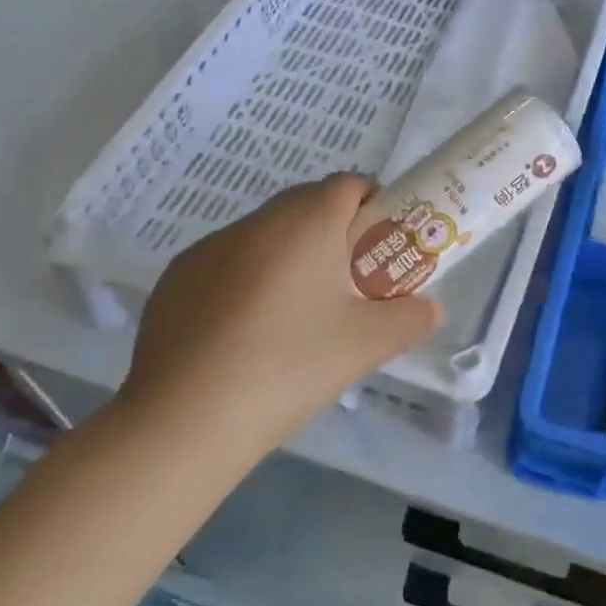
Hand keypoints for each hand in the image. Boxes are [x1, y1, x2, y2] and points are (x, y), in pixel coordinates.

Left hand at [116, 175, 438, 467]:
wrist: (184, 421)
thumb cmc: (289, 366)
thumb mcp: (366, 345)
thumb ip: (410, 319)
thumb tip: (429, 310)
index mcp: (307, 222)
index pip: (349, 184)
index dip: (372, 207)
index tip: (379, 249)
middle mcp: (257, 221)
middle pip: (307, 205)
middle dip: (333, 232)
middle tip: (346, 284)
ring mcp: (209, 247)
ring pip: (265, 234)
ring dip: (288, 255)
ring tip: (294, 315)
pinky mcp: (176, 278)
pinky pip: (226, 262)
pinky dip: (245, 280)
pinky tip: (243, 334)